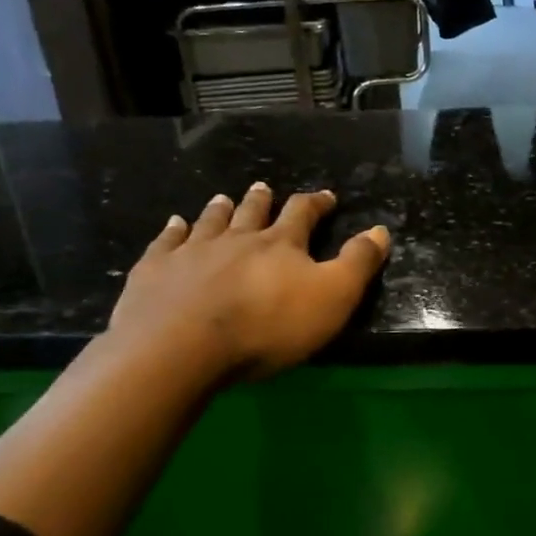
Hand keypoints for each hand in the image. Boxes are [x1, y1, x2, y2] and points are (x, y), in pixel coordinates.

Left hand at [106, 184, 390, 380]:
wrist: (182, 346)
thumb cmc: (267, 326)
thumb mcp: (332, 297)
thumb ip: (358, 263)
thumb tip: (381, 230)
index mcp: (280, 244)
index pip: (302, 214)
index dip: (316, 203)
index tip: (325, 196)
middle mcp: (236, 238)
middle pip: (251, 212)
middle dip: (261, 200)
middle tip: (264, 188)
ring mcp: (192, 251)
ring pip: (210, 222)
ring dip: (219, 209)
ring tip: (222, 198)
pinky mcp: (155, 270)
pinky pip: (166, 242)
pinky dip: (172, 231)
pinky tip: (173, 224)